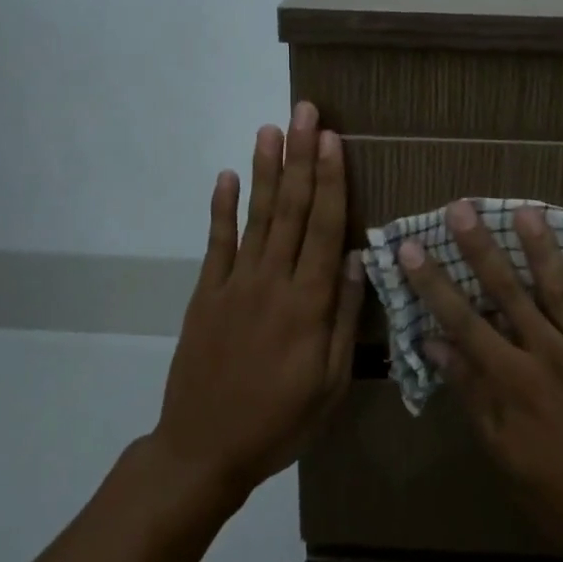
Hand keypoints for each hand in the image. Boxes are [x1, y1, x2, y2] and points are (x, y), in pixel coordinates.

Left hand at [152, 102, 364, 504]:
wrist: (203, 449)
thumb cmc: (280, 421)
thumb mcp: (331, 383)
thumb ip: (345, 318)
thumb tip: (360, 258)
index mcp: (308, 304)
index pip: (325, 228)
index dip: (331, 180)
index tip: (333, 139)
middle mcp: (272, 281)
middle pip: (291, 209)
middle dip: (301, 157)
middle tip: (306, 112)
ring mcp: (234, 284)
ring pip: (256, 216)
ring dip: (265, 170)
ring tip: (271, 129)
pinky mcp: (206, 293)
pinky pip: (216, 243)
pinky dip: (222, 207)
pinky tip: (228, 176)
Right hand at [397, 202, 562, 561]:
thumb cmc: (556, 492)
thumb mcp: (502, 451)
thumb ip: (471, 392)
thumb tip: (436, 343)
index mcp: (513, 381)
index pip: (463, 321)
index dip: (434, 283)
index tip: (412, 247)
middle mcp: (550, 356)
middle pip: (508, 293)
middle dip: (481, 248)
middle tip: (462, 208)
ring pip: (561, 291)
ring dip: (542, 249)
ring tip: (527, 211)